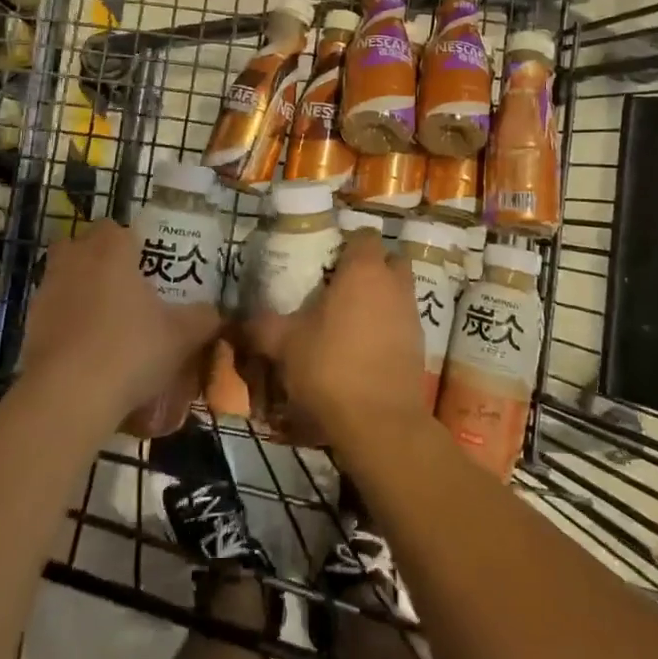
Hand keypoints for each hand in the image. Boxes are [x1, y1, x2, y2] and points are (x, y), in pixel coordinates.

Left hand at [17, 220, 224, 431]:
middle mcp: (74, 262)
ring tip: (107, 325)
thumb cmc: (131, 349)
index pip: (114, 228)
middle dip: (97, 261)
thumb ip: (204, 318)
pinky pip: (51, 315)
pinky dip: (66, 325)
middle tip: (124, 288)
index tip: (145, 266)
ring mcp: (45, 294)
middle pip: (80, 246)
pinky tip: (87, 353)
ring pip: (63, 280)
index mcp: (110, 251)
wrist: (69, 397)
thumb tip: (215, 313)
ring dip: (80, 293)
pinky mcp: (28, 328)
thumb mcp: (182, 335)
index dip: (129, 243)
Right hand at [241, 231, 425, 447]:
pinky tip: (363, 349)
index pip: (364, 235)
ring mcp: (411, 315)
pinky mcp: (420, 345)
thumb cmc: (330, 368)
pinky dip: (387, 327)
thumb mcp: (285, 345)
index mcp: (364, 270)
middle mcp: (394, 284)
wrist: (380, 423)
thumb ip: (261, 326)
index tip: (325, 259)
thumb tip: (237, 320)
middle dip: (370, 267)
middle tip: (340, 285)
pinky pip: (402, 322)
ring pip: (398, 291)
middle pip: (389, 259)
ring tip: (349, 320)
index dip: (346, 243)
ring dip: (380, 298)